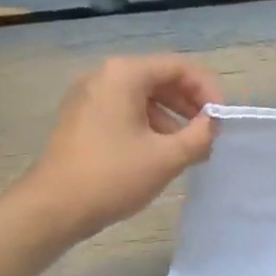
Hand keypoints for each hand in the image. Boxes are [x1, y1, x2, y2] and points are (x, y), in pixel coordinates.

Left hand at [24, 56, 221, 239]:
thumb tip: (213, 124)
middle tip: (210, 133)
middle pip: (160, 78)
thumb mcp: (166, 158)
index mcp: (124, 74)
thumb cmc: (112, 177)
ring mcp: (89, 97)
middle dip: (190, 104)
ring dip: (172, 118)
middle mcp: (104, 76)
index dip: (208, 90)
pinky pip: (125, 111)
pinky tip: (161, 154)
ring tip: (190, 149)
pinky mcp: (82, 119)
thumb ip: (200, 136)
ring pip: (143, 97)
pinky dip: (149, 126)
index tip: (222, 120)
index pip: (179, 67)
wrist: (53, 207)